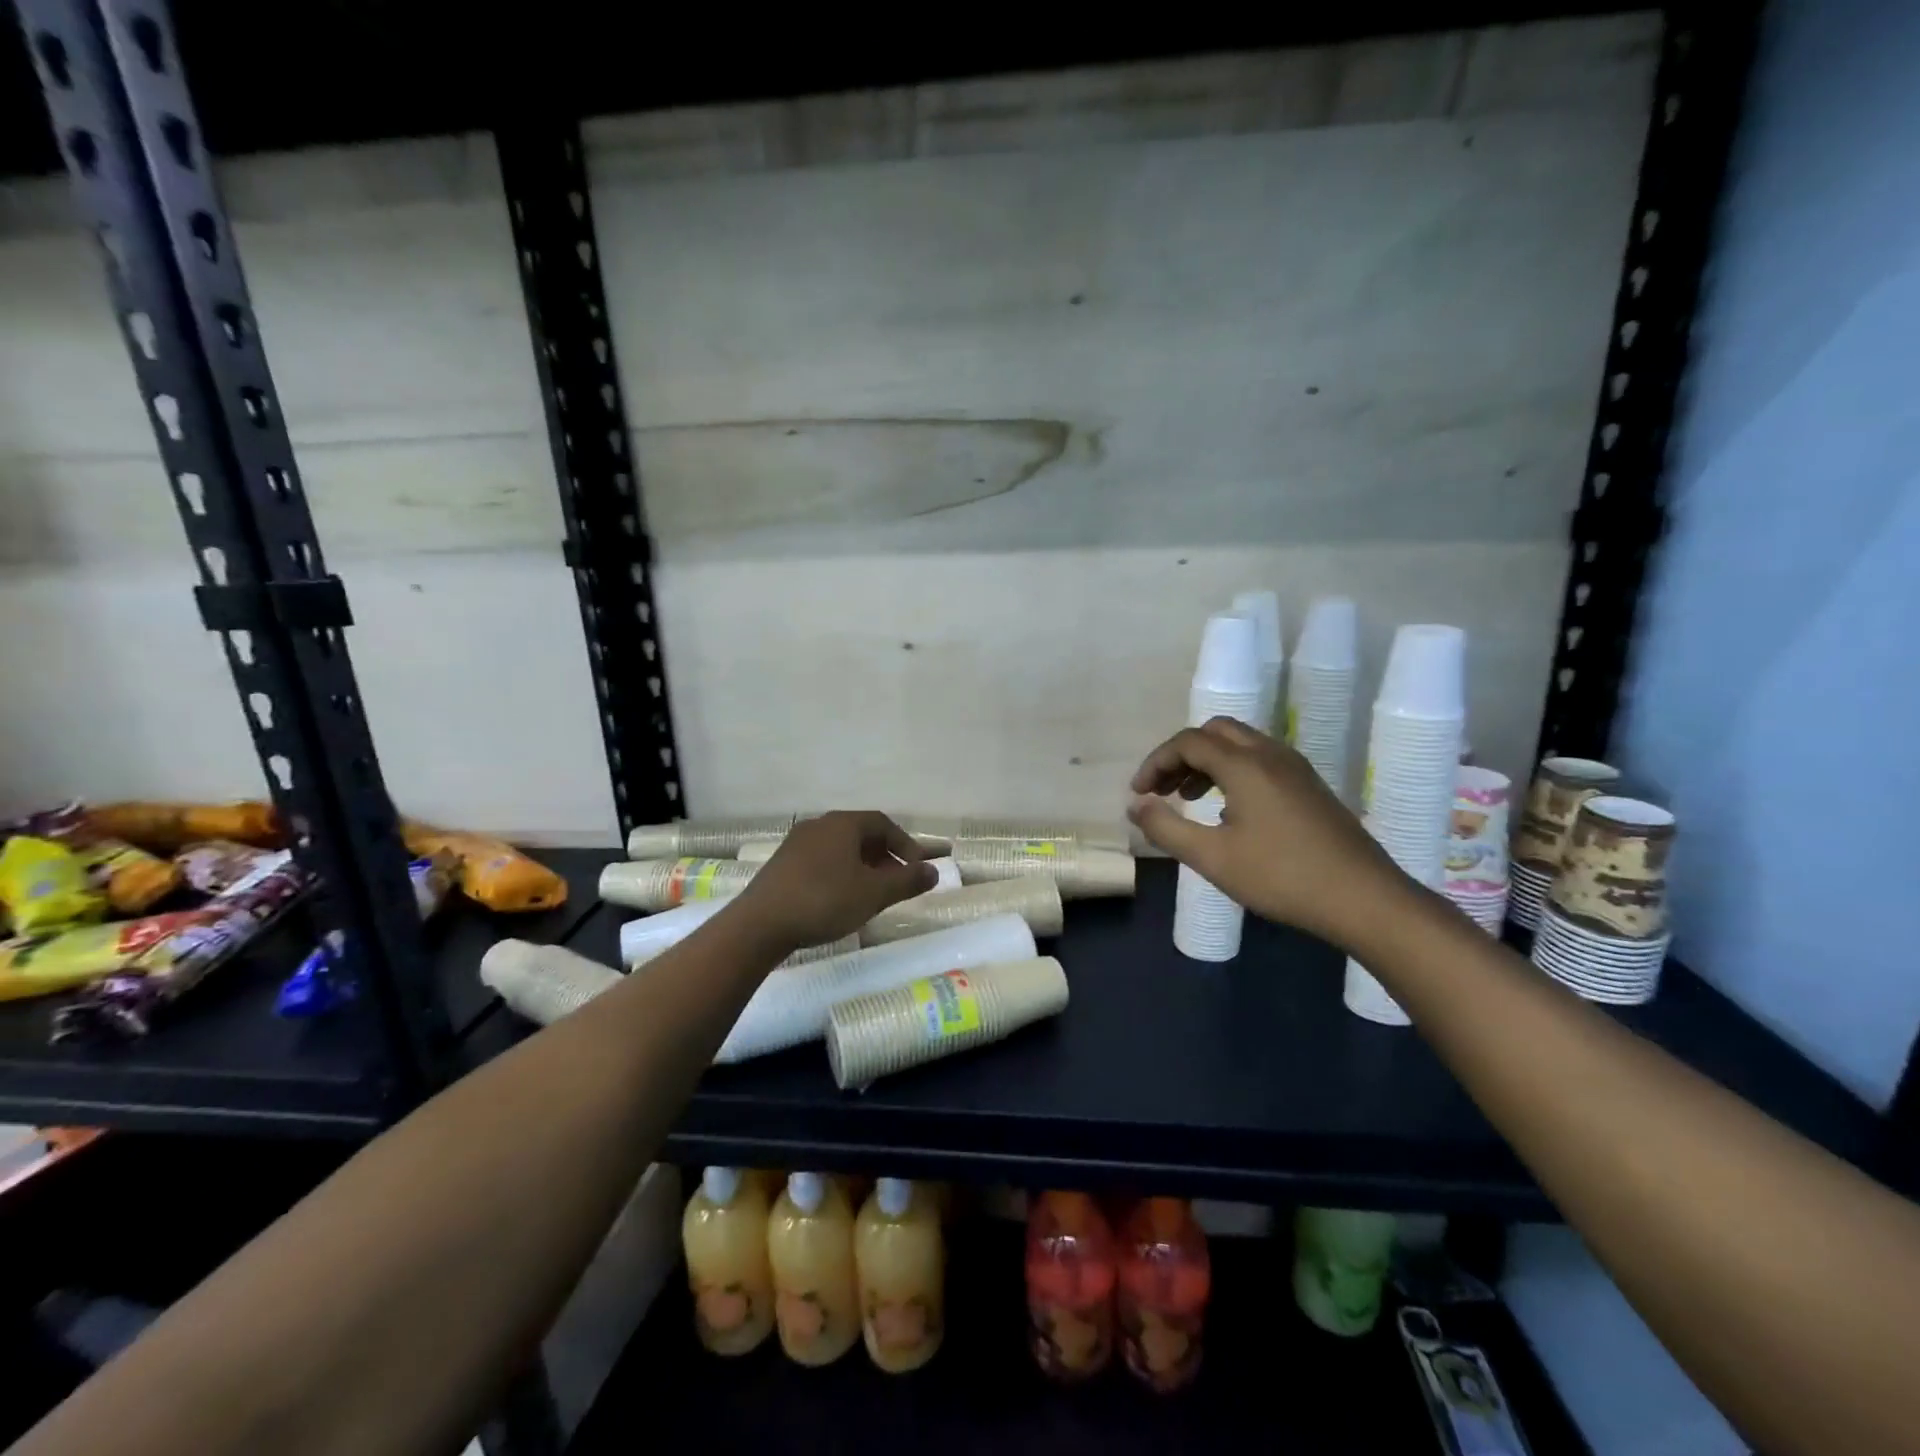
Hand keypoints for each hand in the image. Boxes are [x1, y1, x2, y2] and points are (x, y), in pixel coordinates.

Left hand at [724, 811, 935, 953]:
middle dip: (884, 856)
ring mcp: (796, 844)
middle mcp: (819, 825)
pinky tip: (839, 899)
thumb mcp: (874, 893)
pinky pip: (821, 860)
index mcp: (842, 824)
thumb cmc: (825, 901)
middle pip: (860, 833)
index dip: (905, 844)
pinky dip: (839, 873)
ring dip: (862, 866)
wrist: (760, 924)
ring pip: (840, 848)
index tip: (917, 869)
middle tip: (897, 882)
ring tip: (871, 894)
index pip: (883, 823)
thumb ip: (907, 881)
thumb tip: (934, 871)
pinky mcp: (781, 864)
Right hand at [1128, 718, 1409, 949]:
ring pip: (1240, 745)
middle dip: (1181, 755)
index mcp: (1245, 765)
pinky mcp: (1310, 786)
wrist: (1365, 899)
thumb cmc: (1282, 877)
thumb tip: (1136, 806)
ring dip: (1207, 762)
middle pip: (1215, 732)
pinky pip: (1260, 760)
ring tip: (1188, 798)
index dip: (1156, 762)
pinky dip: (1232, 771)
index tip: (1139, 793)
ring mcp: (1295, 768)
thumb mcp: (1213, 858)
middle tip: (1163, 789)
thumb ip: (1167, 829)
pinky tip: (1228, 811)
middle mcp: (1270, 754)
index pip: (1188, 742)